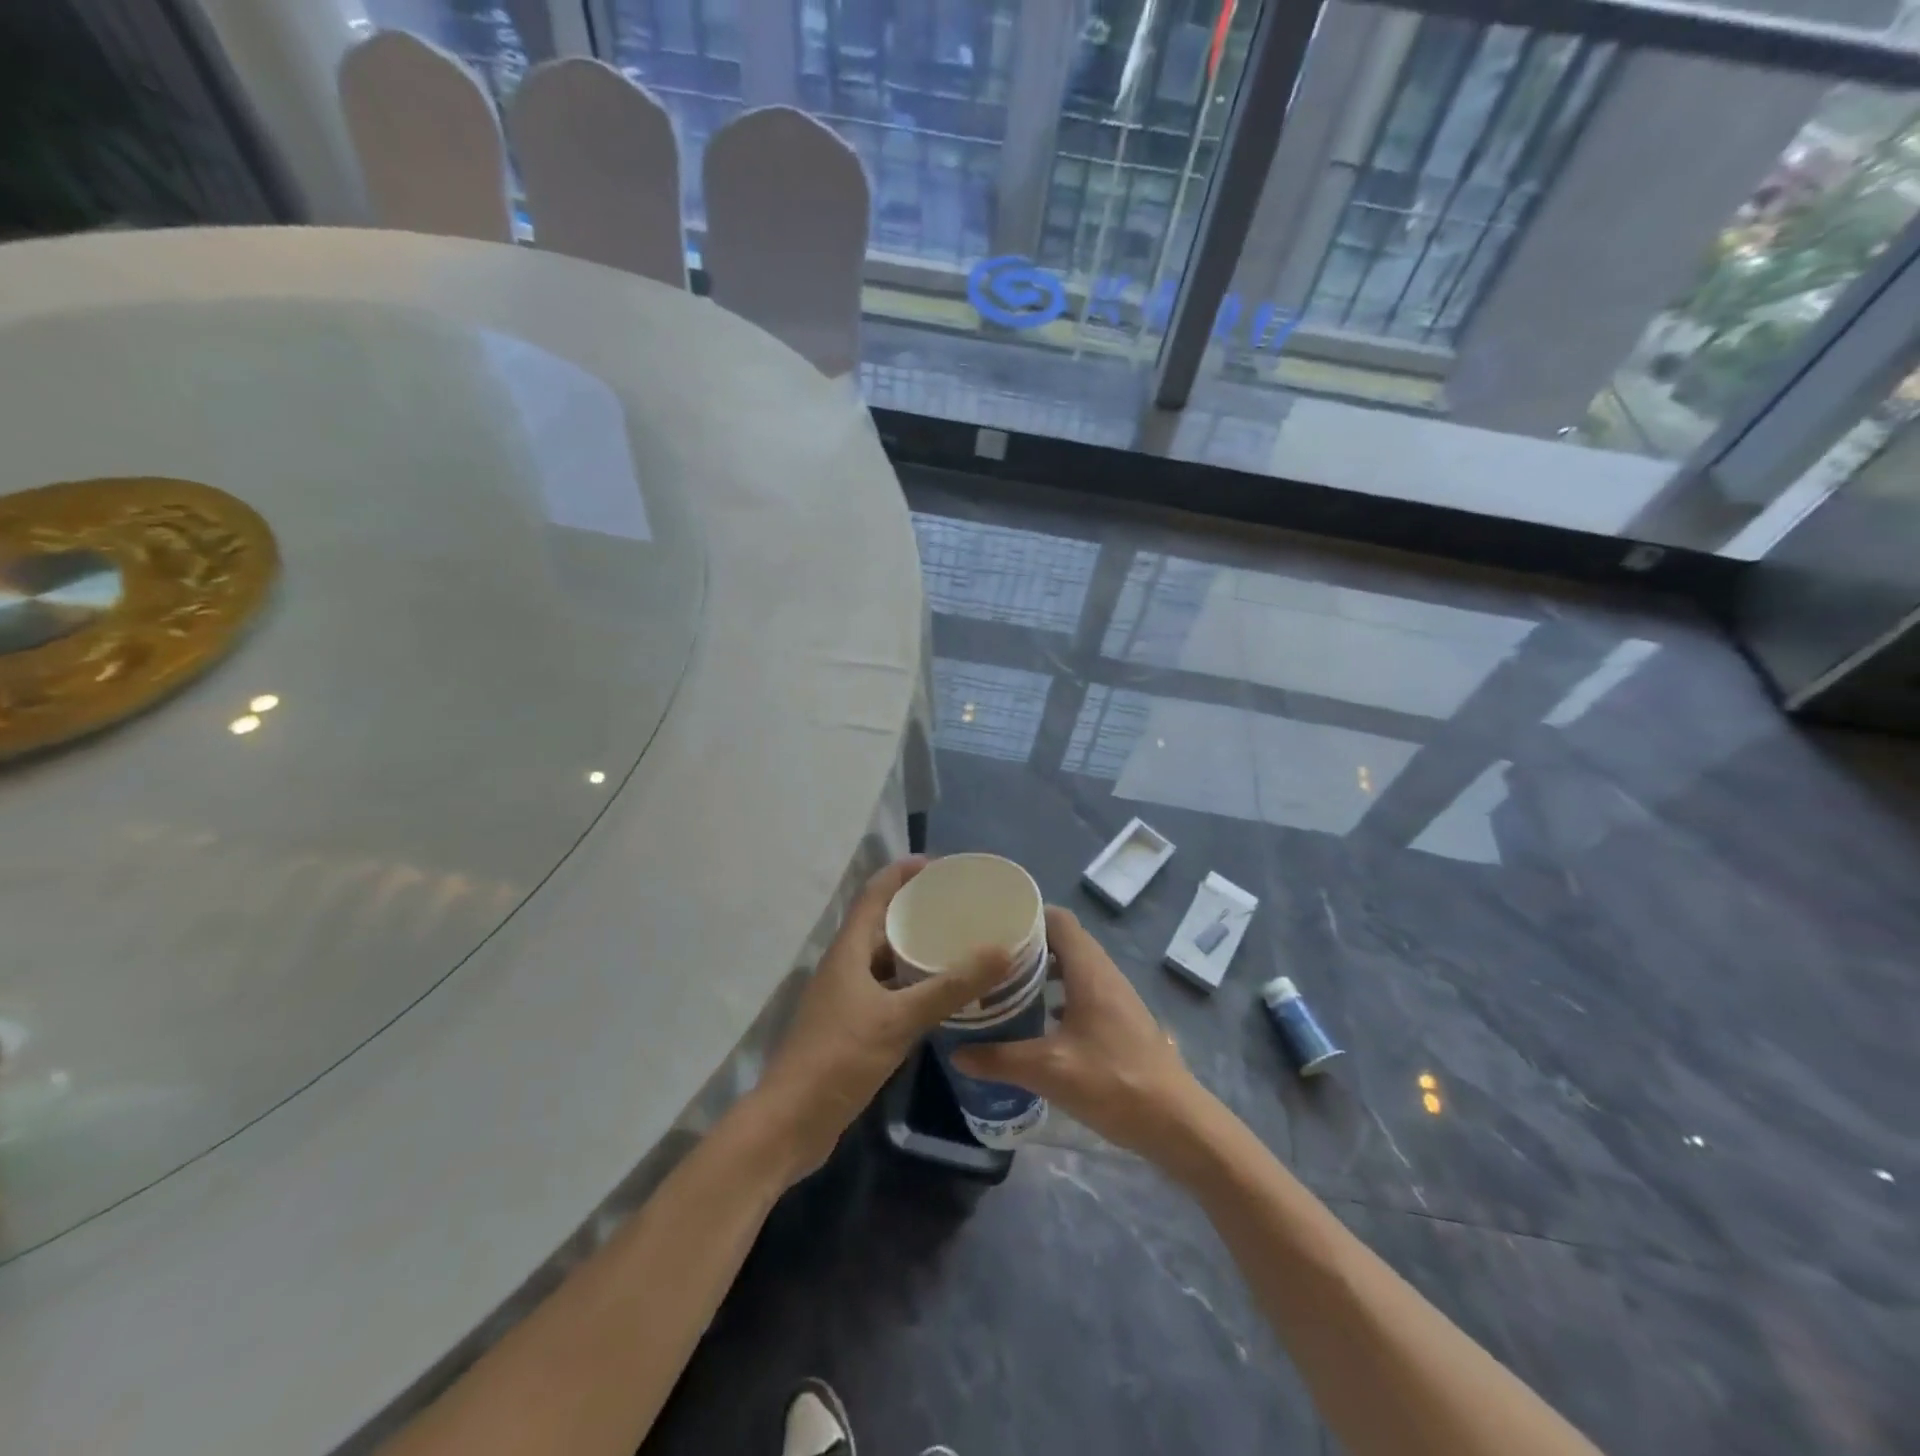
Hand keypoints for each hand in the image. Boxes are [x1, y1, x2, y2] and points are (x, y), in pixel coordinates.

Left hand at [755, 857, 1009, 1180]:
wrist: (791, 1123)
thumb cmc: (840, 1058)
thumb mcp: (900, 1019)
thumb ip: (950, 987)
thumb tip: (1001, 951)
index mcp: (848, 951)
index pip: (874, 894)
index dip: (902, 873)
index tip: (940, 865)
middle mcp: (844, 966)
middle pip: (881, 924)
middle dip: (917, 911)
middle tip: (960, 908)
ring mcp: (845, 998)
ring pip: (885, 961)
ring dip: (916, 951)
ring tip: (958, 946)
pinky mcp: (851, 1026)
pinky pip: (887, 991)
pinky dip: (912, 986)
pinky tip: (941, 996)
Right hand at [949, 905, 1209, 1169]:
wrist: (1176, 1122)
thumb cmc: (1113, 1083)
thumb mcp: (1049, 1071)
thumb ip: (1000, 1059)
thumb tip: (957, 1052)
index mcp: (1089, 971)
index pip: (1058, 919)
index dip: (1027, 915)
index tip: (993, 926)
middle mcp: (1104, 974)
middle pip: (1064, 941)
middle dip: (1027, 945)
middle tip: (990, 958)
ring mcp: (1115, 997)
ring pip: (1073, 967)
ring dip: (1043, 972)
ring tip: (1005, 986)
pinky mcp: (1119, 1020)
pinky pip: (1083, 990)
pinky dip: (1058, 994)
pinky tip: (1037, 1021)